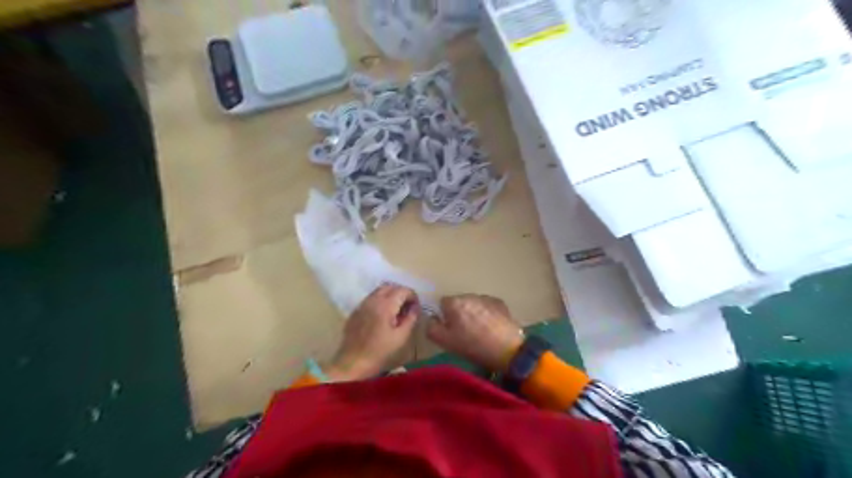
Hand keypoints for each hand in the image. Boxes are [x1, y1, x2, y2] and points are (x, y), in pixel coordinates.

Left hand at [327, 283, 417, 380]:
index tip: (416, 308)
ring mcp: (362, 304)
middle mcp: (373, 300)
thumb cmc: (380, 351)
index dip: (413, 296)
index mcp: (385, 305)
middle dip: (401, 293)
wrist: (353, 362)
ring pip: (379, 291)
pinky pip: (371, 299)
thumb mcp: (401, 337)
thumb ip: (410, 319)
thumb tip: (415, 308)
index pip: (403, 290)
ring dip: (390, 296)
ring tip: (396, 311)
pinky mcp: (356, 311)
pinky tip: (382, 317)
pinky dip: (380, 301)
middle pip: (390, 286)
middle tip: (407, 308)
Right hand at [430, 293, 522, 371]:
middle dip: (459, 313)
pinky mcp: (500, 303)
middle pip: (458, 302)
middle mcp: (469, 295)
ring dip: (473, 313)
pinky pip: (487, 306)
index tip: (450, 329)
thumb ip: (432, 328)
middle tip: (464, 331)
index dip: (444, 316)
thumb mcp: (445, 342)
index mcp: (454, 303)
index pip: (442, 303)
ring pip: (473, 303)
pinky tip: (491, 327)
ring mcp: (486, 298)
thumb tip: (431, 319)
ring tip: (479, 330)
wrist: (507, 349)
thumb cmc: (473, 346)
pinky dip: (486, 313)